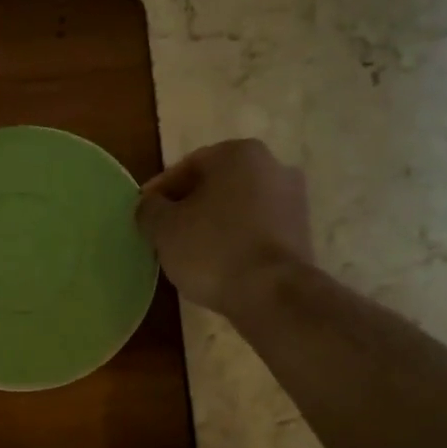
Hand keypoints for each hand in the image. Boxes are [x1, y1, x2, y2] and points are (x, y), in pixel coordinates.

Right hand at [135, 139, 313, 318]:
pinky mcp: (302, 233)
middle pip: (216, 185)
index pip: (186, 167)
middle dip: (189, 206)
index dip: (159, 192)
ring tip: (189, 251)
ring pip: (237, 208)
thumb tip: (150, 206)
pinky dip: (235, 240)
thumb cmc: (212, 249)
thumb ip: (149, 209)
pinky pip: (256, 229)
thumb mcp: (163, 228)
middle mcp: (273, 166)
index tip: (144, 215)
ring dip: (213, 223)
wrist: (272, 294)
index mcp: (239, 153)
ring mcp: (294, 200)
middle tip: (165, 232)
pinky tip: (218, 263)